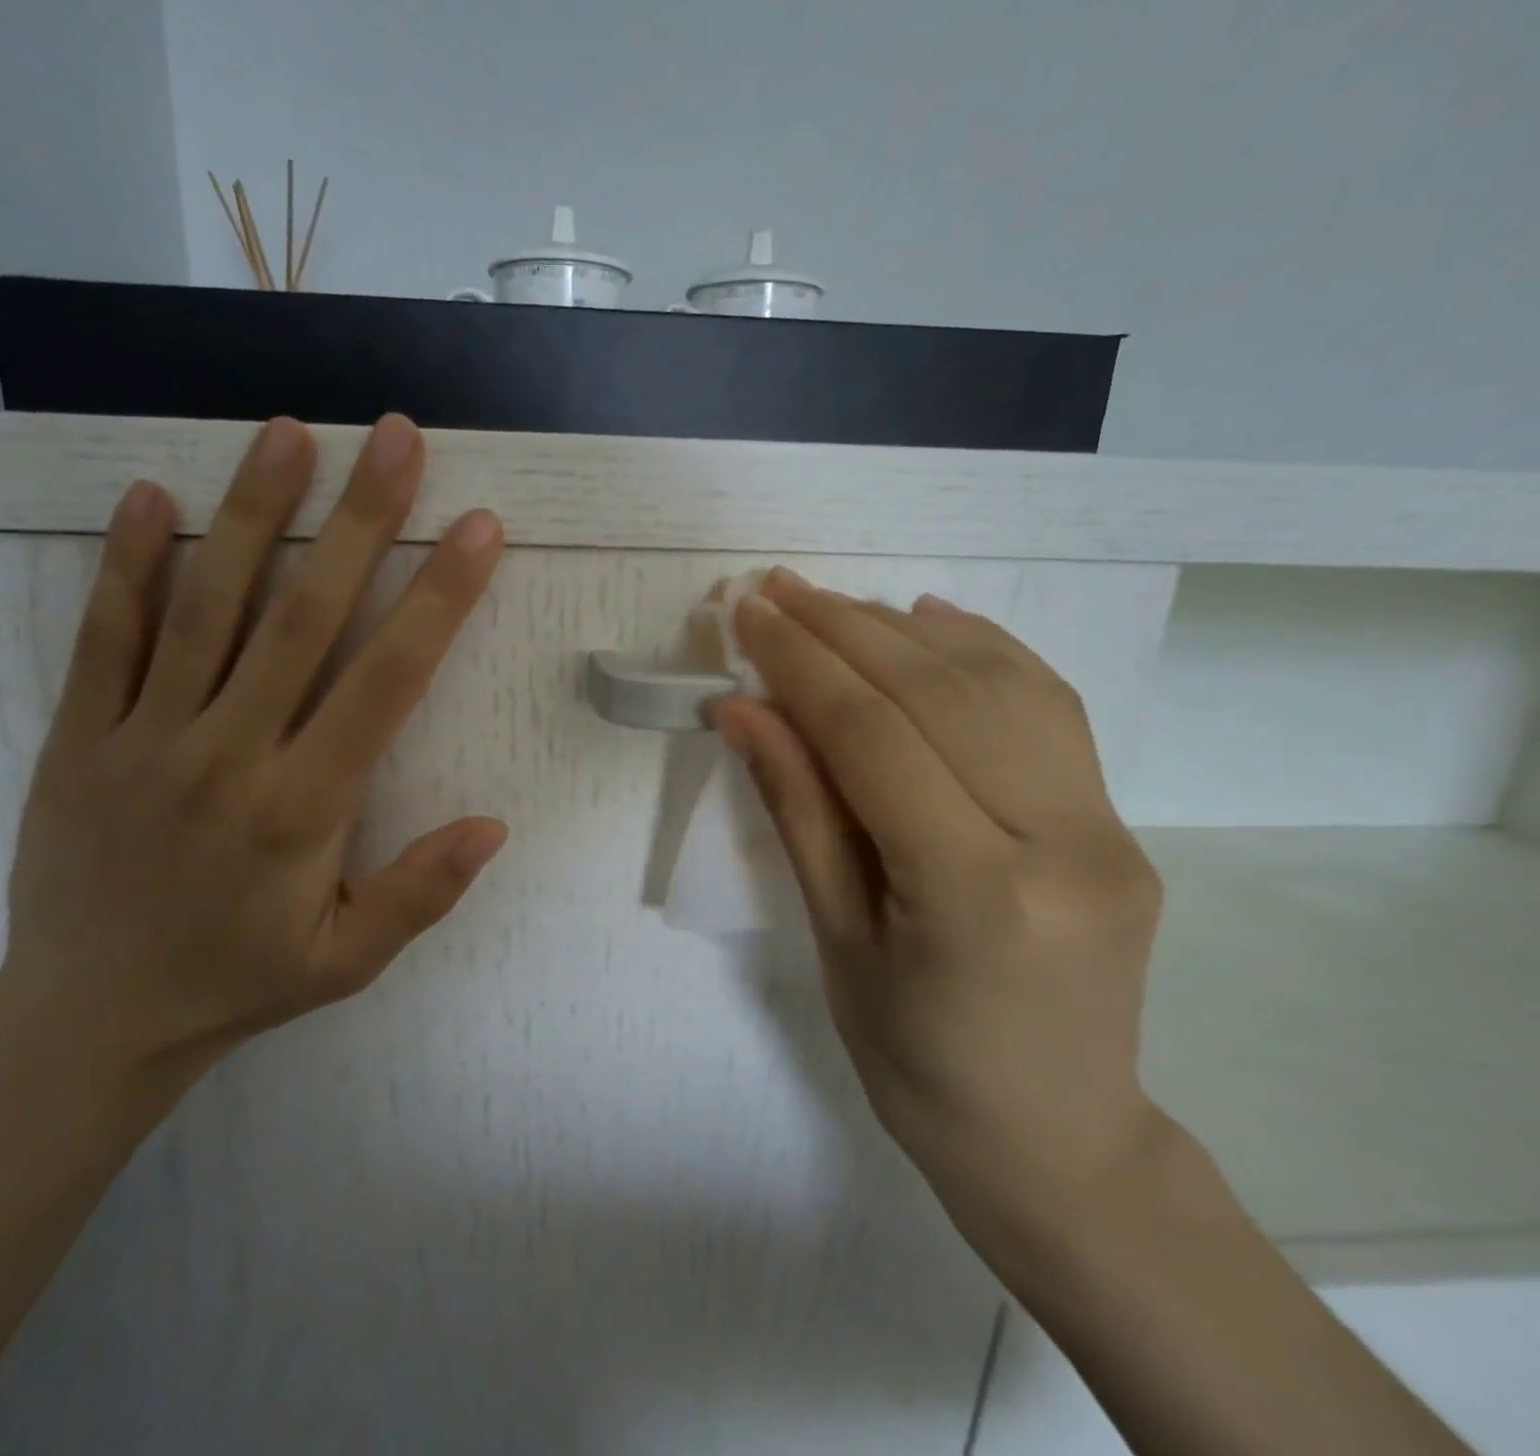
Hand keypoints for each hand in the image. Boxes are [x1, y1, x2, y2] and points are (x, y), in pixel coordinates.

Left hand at [0, 414, 507, 1099]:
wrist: (88, 1021)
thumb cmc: (236, 982)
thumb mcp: (346, 961)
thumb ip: (420, 893)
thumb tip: (493, 825)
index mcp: (303, 808)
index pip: (386, 681)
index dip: (438, 598)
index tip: (476, 528)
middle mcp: (229, 756)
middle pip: (303, 618)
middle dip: (358, 521)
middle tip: (395, 437)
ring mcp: (143, 740)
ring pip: (206, 609)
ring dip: (253, 514)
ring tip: (287, 433)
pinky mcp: (76, 739)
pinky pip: (102, 639)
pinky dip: (128, 565)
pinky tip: (153, 496)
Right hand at [709, 570, 1165, 1220]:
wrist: (1056, 1139)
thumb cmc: (915, 1063)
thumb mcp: (835, 942)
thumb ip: (798, 812)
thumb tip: (744, 712)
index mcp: (977, 894)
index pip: (875, 738)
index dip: (803, 665)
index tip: (750, 615)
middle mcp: (1062, 844)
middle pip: (938, 695)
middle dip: (843, 630)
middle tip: (775, 589)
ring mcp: (1108, 828)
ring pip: (1000, 687)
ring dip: (902, 631)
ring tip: (832, 602)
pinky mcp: (1119, 823)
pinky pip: (1049, 710)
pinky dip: (984, 651)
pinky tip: (929, 620)